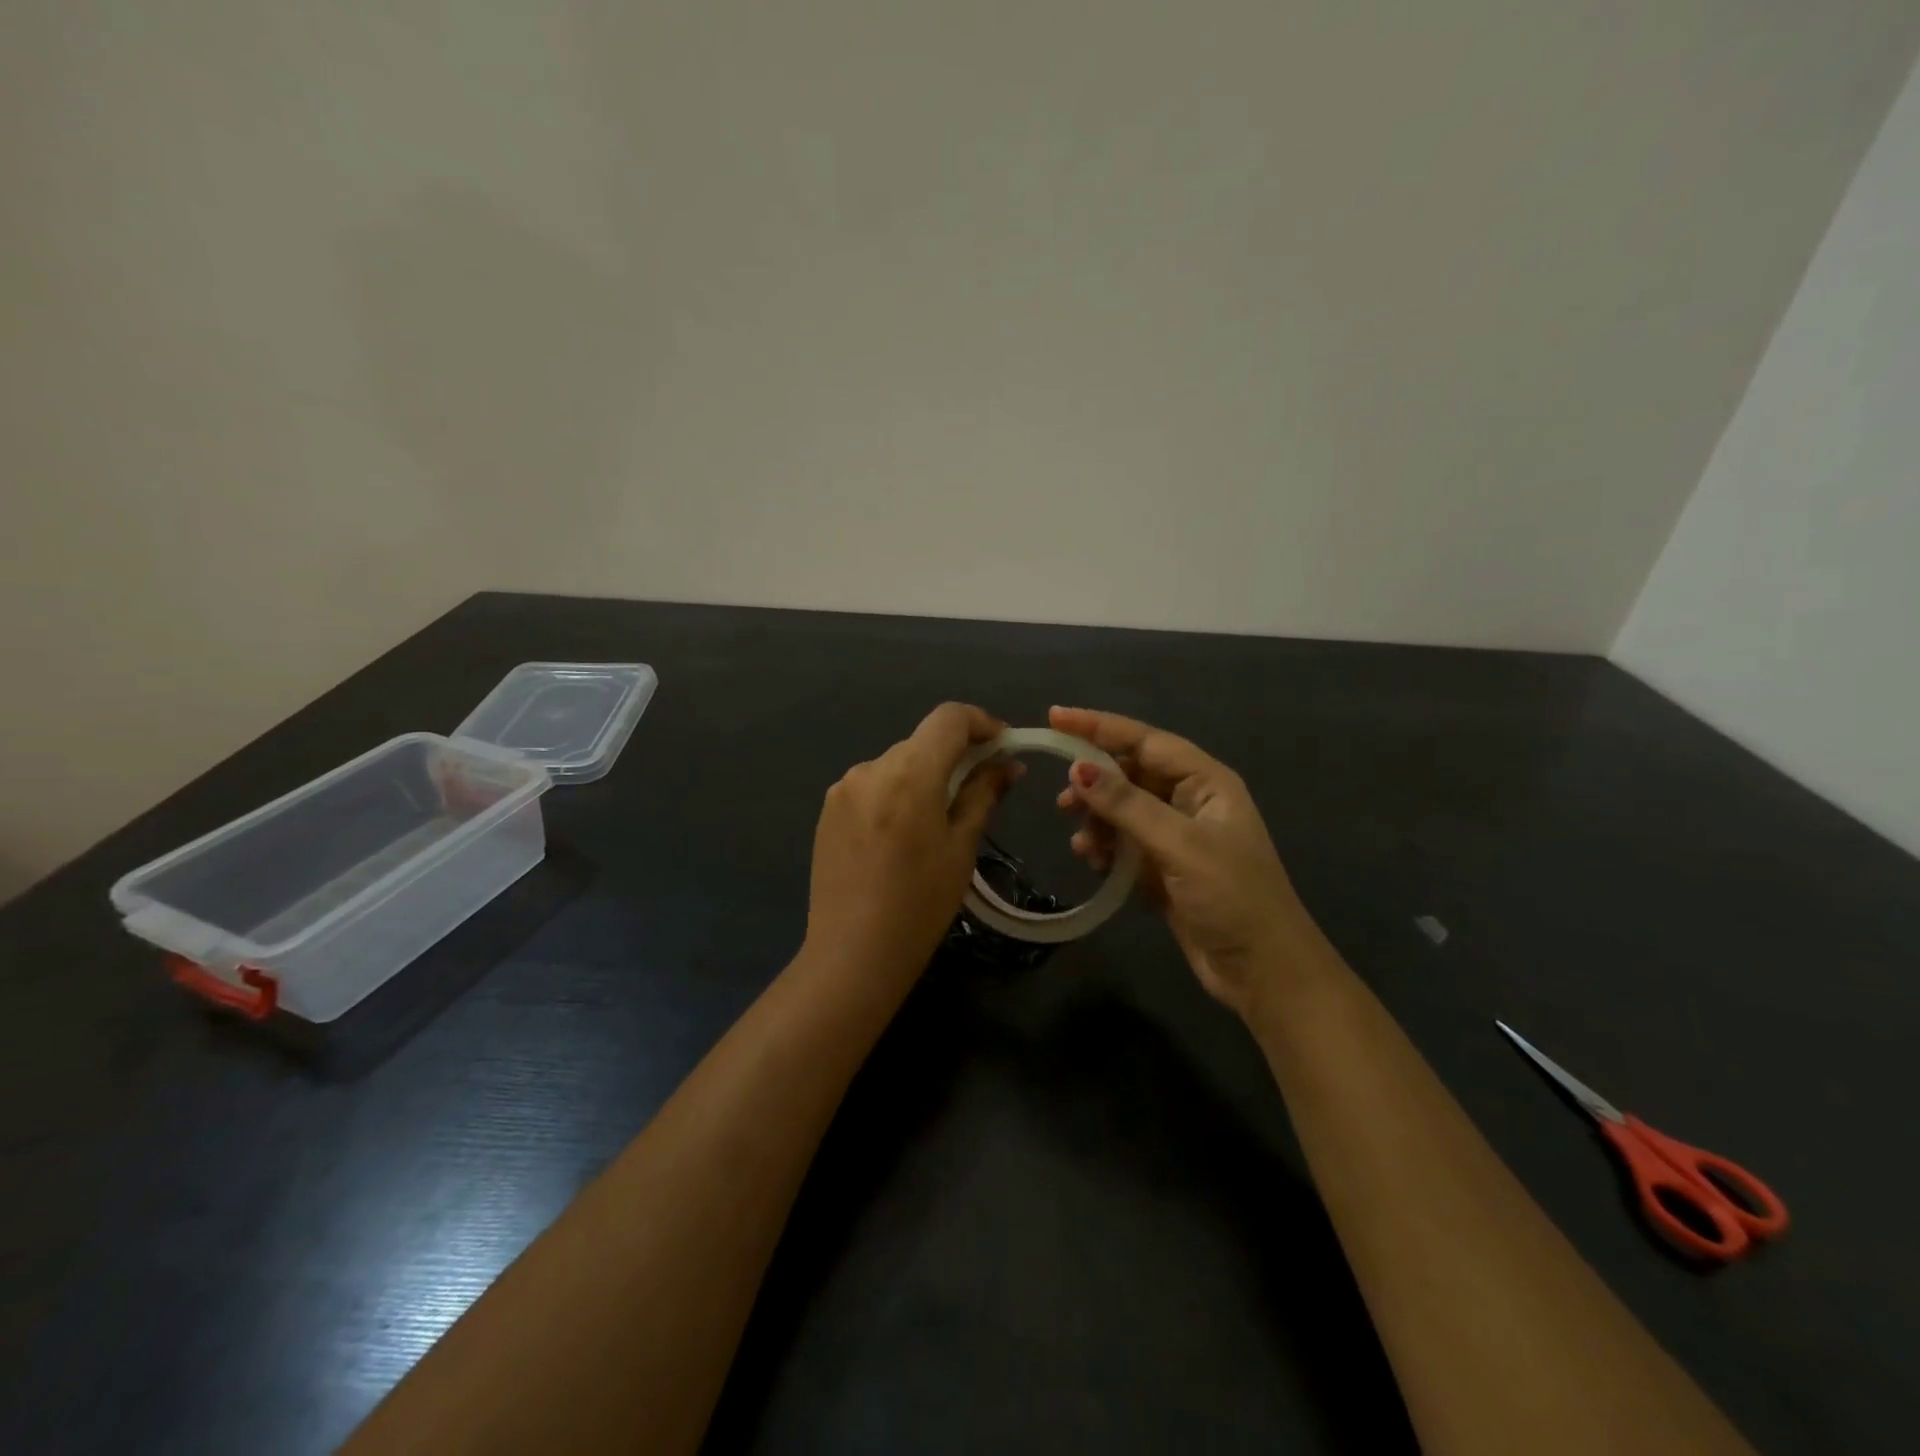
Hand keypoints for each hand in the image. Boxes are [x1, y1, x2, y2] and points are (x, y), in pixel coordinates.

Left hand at [801, 702, 1019, 996]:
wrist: (852, 953)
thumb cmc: (920, 904)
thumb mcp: (961, 847)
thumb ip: (983, 794)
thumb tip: (1007, 764)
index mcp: (909, 772)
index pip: (949, 717)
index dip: (981, 723)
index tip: (1003, 746)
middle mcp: (871, 767)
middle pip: (922, 741)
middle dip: (955, 755)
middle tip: (982, 787)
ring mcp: (843, 788)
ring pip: (897, 764)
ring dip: (924, 776)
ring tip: (939, 819)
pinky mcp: (828, 810)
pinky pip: (872, 785)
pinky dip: (896, 793)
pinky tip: (901, 834)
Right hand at [1051, 706, 1315, 1019]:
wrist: (1264, 972)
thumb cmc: (1231, 897)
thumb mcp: (1179, 845)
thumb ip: (1127, 805)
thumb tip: (1079, 769)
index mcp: (1206, 782)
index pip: (1145, 740)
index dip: (1099, 727)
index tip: (1054, 717)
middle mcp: (1190, 801)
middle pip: (1131, 774)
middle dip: (1095, 783)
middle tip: (1062, 802)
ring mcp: (1177, 836)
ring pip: (1124, 811)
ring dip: (1098, 820)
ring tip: (1082, 842)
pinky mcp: (1165, 868)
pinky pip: (1125, 844)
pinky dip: (1106, 848)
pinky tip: (1094, 862)